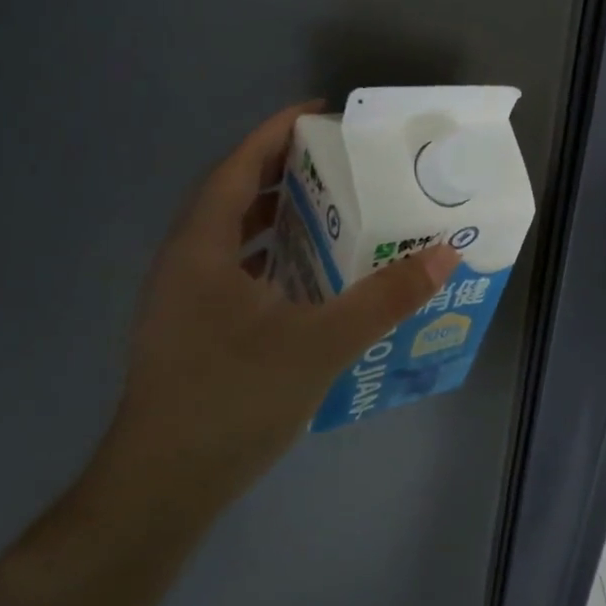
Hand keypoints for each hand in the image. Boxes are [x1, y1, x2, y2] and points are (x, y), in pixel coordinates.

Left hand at [94, 102, 458, 515]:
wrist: (160, 492)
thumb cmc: (232, 402)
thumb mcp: (322, 345)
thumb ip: (386, 298)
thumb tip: (444, 254)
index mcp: (201, 251)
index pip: (237, 169)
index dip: (274, 133)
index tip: (319, 112)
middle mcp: (184, 264)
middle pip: (232, 195)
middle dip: (283, 169)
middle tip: (338, 159)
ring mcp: (183, 300)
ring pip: (232, 235)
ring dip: (277, 213)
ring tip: (330, 207)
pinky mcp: (192, 330)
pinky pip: (234, 269)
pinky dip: (271, 254)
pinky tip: (309, 274)